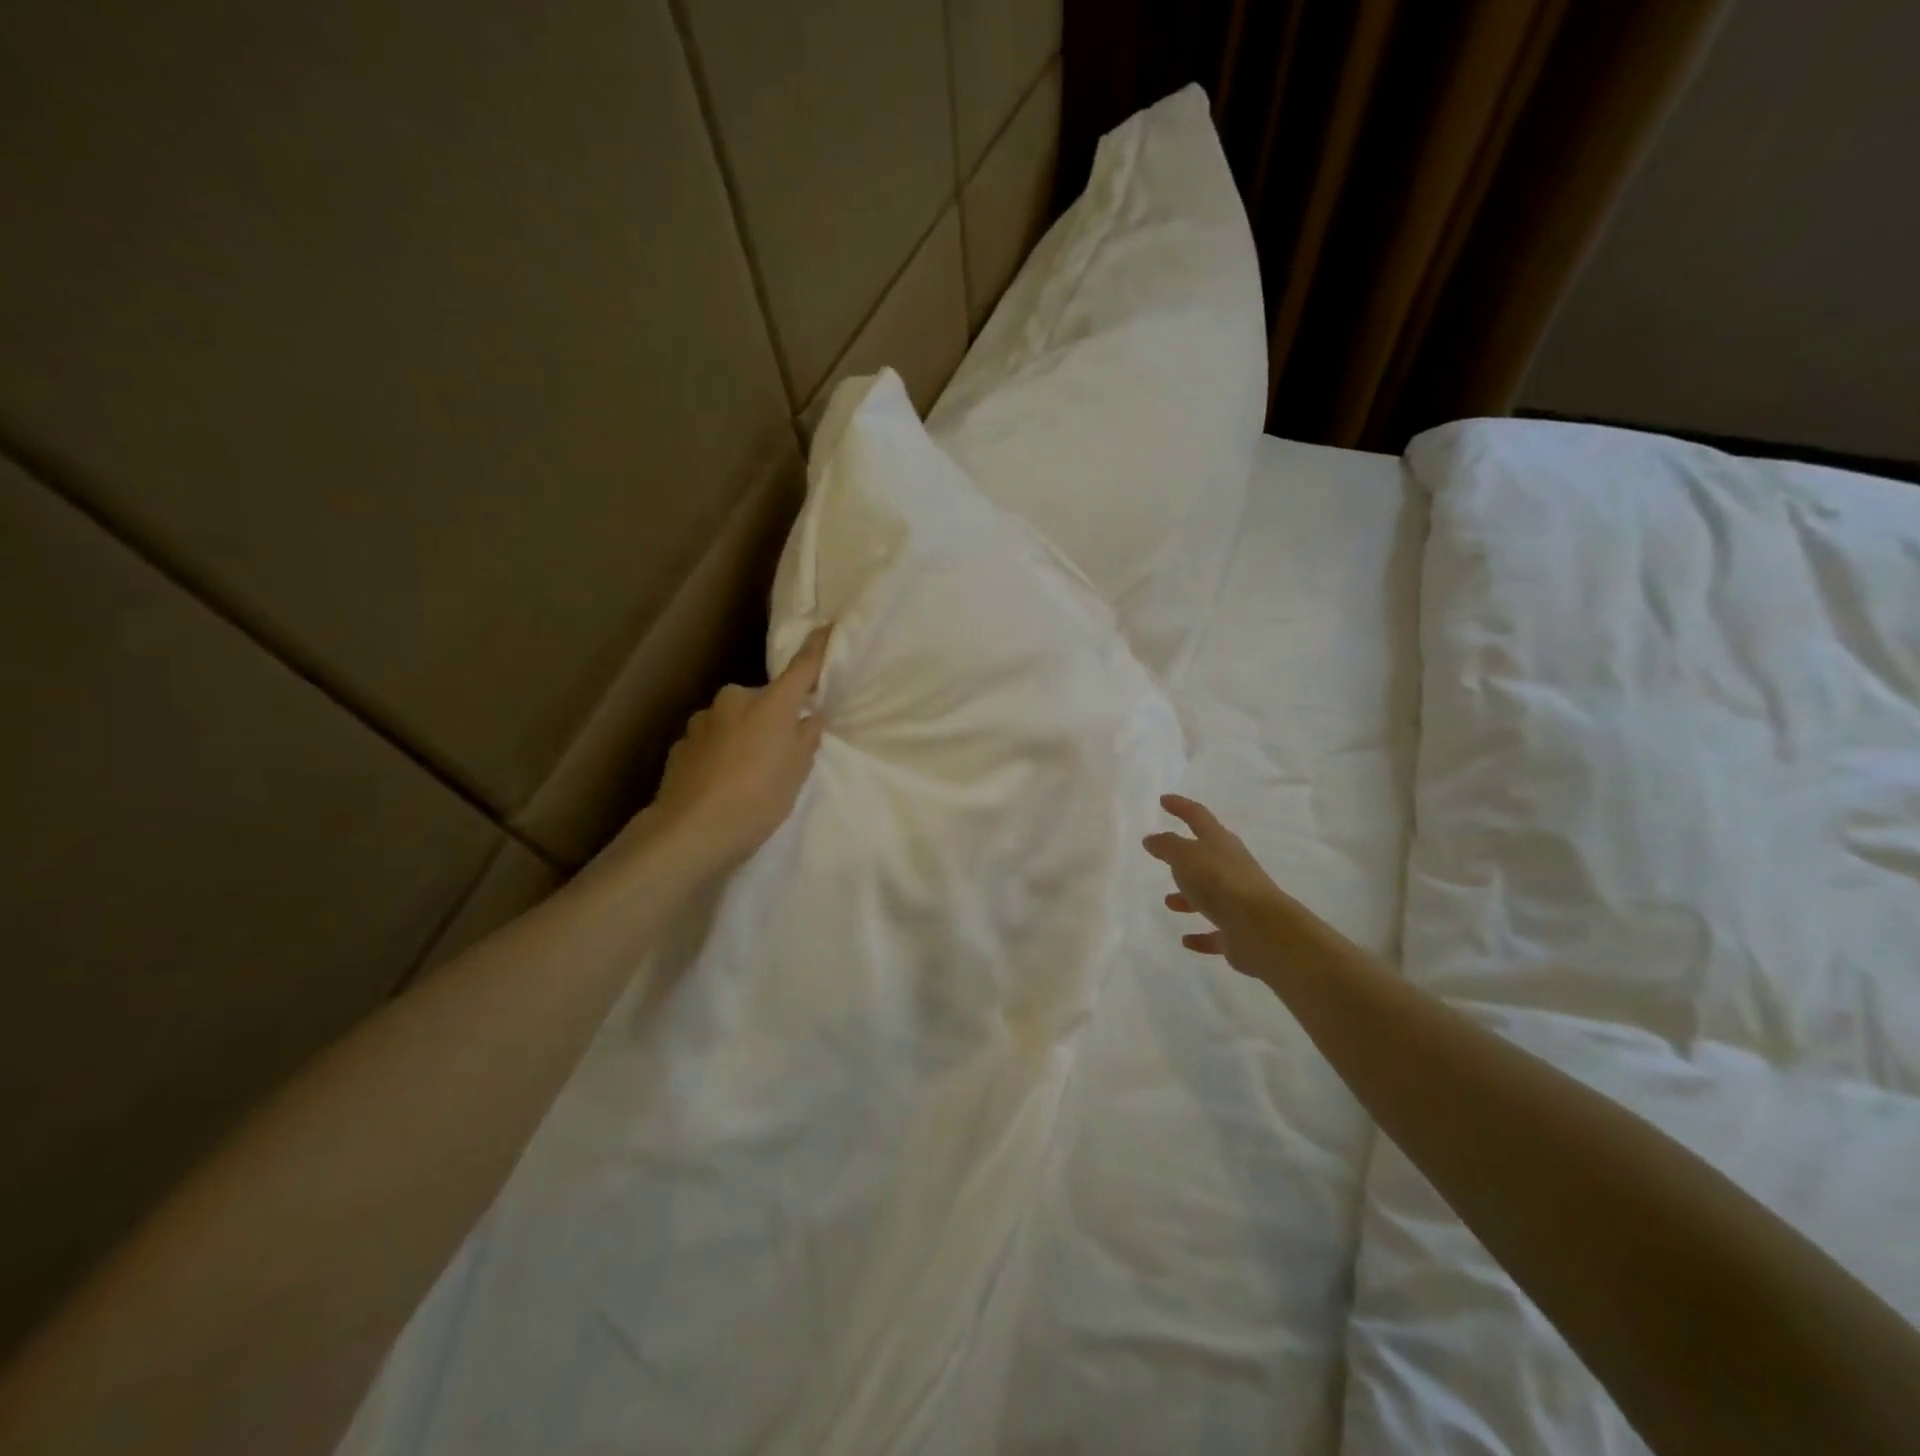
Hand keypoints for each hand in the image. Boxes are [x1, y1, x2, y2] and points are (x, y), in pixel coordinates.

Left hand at [644, 625, 831, 873]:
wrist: (692, 830)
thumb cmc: (759, 798)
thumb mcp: (796, 772)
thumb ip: (806, 740)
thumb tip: (809, 718)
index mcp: (770, 703)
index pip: (801, 668)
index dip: (816, 648)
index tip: (826, 627)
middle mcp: (734, 700)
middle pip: (762, 701)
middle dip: (771, 718)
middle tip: (779, 753)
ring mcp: (702, 721)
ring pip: (733, 722)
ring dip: (742, 737)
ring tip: (746, 776)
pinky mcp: (680, 745)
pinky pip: (711, 742)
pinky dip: (719, 755)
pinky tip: (720, 784)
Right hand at [1143, 795, 1288, 973]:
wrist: (1261, 928)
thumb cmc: (1219, 882)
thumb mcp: (1185, 856)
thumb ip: (1167, 846)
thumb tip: (1152, 839)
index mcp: (1219, 842)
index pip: (1197, 816)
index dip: (1180, 807)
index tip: (1164, 801)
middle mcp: (1231, 867)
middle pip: (1206, 856)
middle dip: (1185, 855)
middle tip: (1164, 855)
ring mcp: (1237, 899)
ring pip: (1209, 895)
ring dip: (1189, 897)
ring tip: (1168, 901)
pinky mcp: (1238, 930)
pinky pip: (1215, 930)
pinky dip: (1201, 934)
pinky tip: (1186, 940)